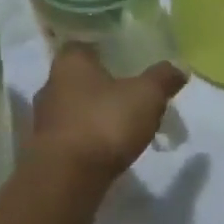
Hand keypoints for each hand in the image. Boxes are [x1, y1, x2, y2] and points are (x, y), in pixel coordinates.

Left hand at [30, 45, 185, 192]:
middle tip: (128, 95)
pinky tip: (104, 149)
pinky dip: (86, 138)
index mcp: (69, 60)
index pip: (84, 45)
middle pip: (78, 78)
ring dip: (92, 114)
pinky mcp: (44, 149)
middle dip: (100, 85)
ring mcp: (43, 117)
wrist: (66, 178)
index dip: (105, 51)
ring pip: (72, 107)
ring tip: (120, 125)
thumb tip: (180, 66)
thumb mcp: (145, 96)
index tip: (125, 62)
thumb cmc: (104, 122)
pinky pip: (70, 135)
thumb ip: (162, 79)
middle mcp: (50, 83)